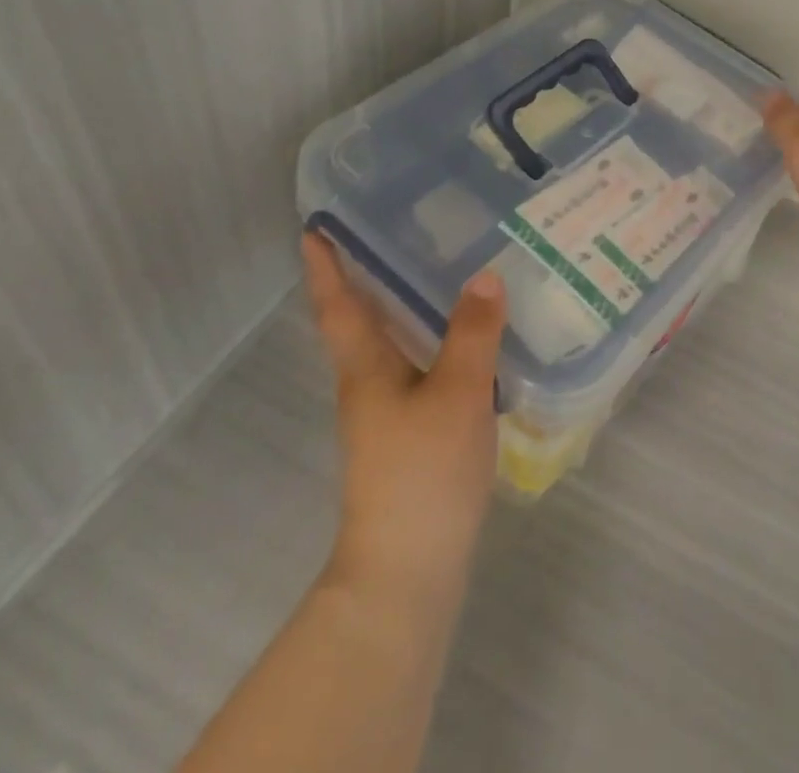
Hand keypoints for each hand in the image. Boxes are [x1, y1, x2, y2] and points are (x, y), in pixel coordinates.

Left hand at [303, 232, 504, 609]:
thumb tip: (485, 275)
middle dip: (366, 277)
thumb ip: (473, 335)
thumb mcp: (457, 394)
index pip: (339, 306)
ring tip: (438, 271)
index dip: (325, 267)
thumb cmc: (422, 473)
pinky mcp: (410, 435)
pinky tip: (467, 338)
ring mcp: (387, 413)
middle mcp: (368, 385)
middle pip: (360, 321)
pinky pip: (417, 367)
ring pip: (391, 344)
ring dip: (402, 306)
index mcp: (366, 369)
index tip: (314, 227)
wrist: (407, 571)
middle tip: (396, 230)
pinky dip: (432, 340)